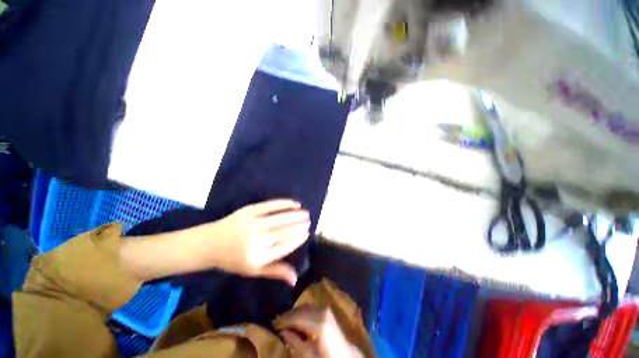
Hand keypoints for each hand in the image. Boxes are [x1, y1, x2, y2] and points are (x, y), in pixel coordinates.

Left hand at [206, 199, 309, 284]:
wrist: (210, 243)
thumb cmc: (233, 260)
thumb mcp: (254, 270)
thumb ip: (275, 272)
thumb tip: (295, 279)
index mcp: (257, 257)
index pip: (284, 246)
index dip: (297, 239)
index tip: (307, 233)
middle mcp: (256, 239)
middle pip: (284, 231)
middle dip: (299, 226)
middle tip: (309, 222)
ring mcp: (253, 223)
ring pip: (280, 218)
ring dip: (295, 215)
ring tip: (306, 213)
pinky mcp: (249, 210)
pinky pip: (271, 206)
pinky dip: (284, 204)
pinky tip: (295, 203)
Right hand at [274, 304, 362, 357]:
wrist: (345, 354)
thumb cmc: (327, 357)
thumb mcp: (309, 353)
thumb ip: (295, 341)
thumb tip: (282, 332)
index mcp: (318, 322)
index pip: (296, 316)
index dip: (284, 320)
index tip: (273, 324)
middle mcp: (321, 310)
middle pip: (300, 309)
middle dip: (288, 316)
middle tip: (277, 323)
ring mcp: (325, 308)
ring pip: (305, 306)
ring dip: (295, 313)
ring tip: (285, 322)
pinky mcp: (326, 309)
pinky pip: (310, 307)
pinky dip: (302, 312)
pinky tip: (297, 320)